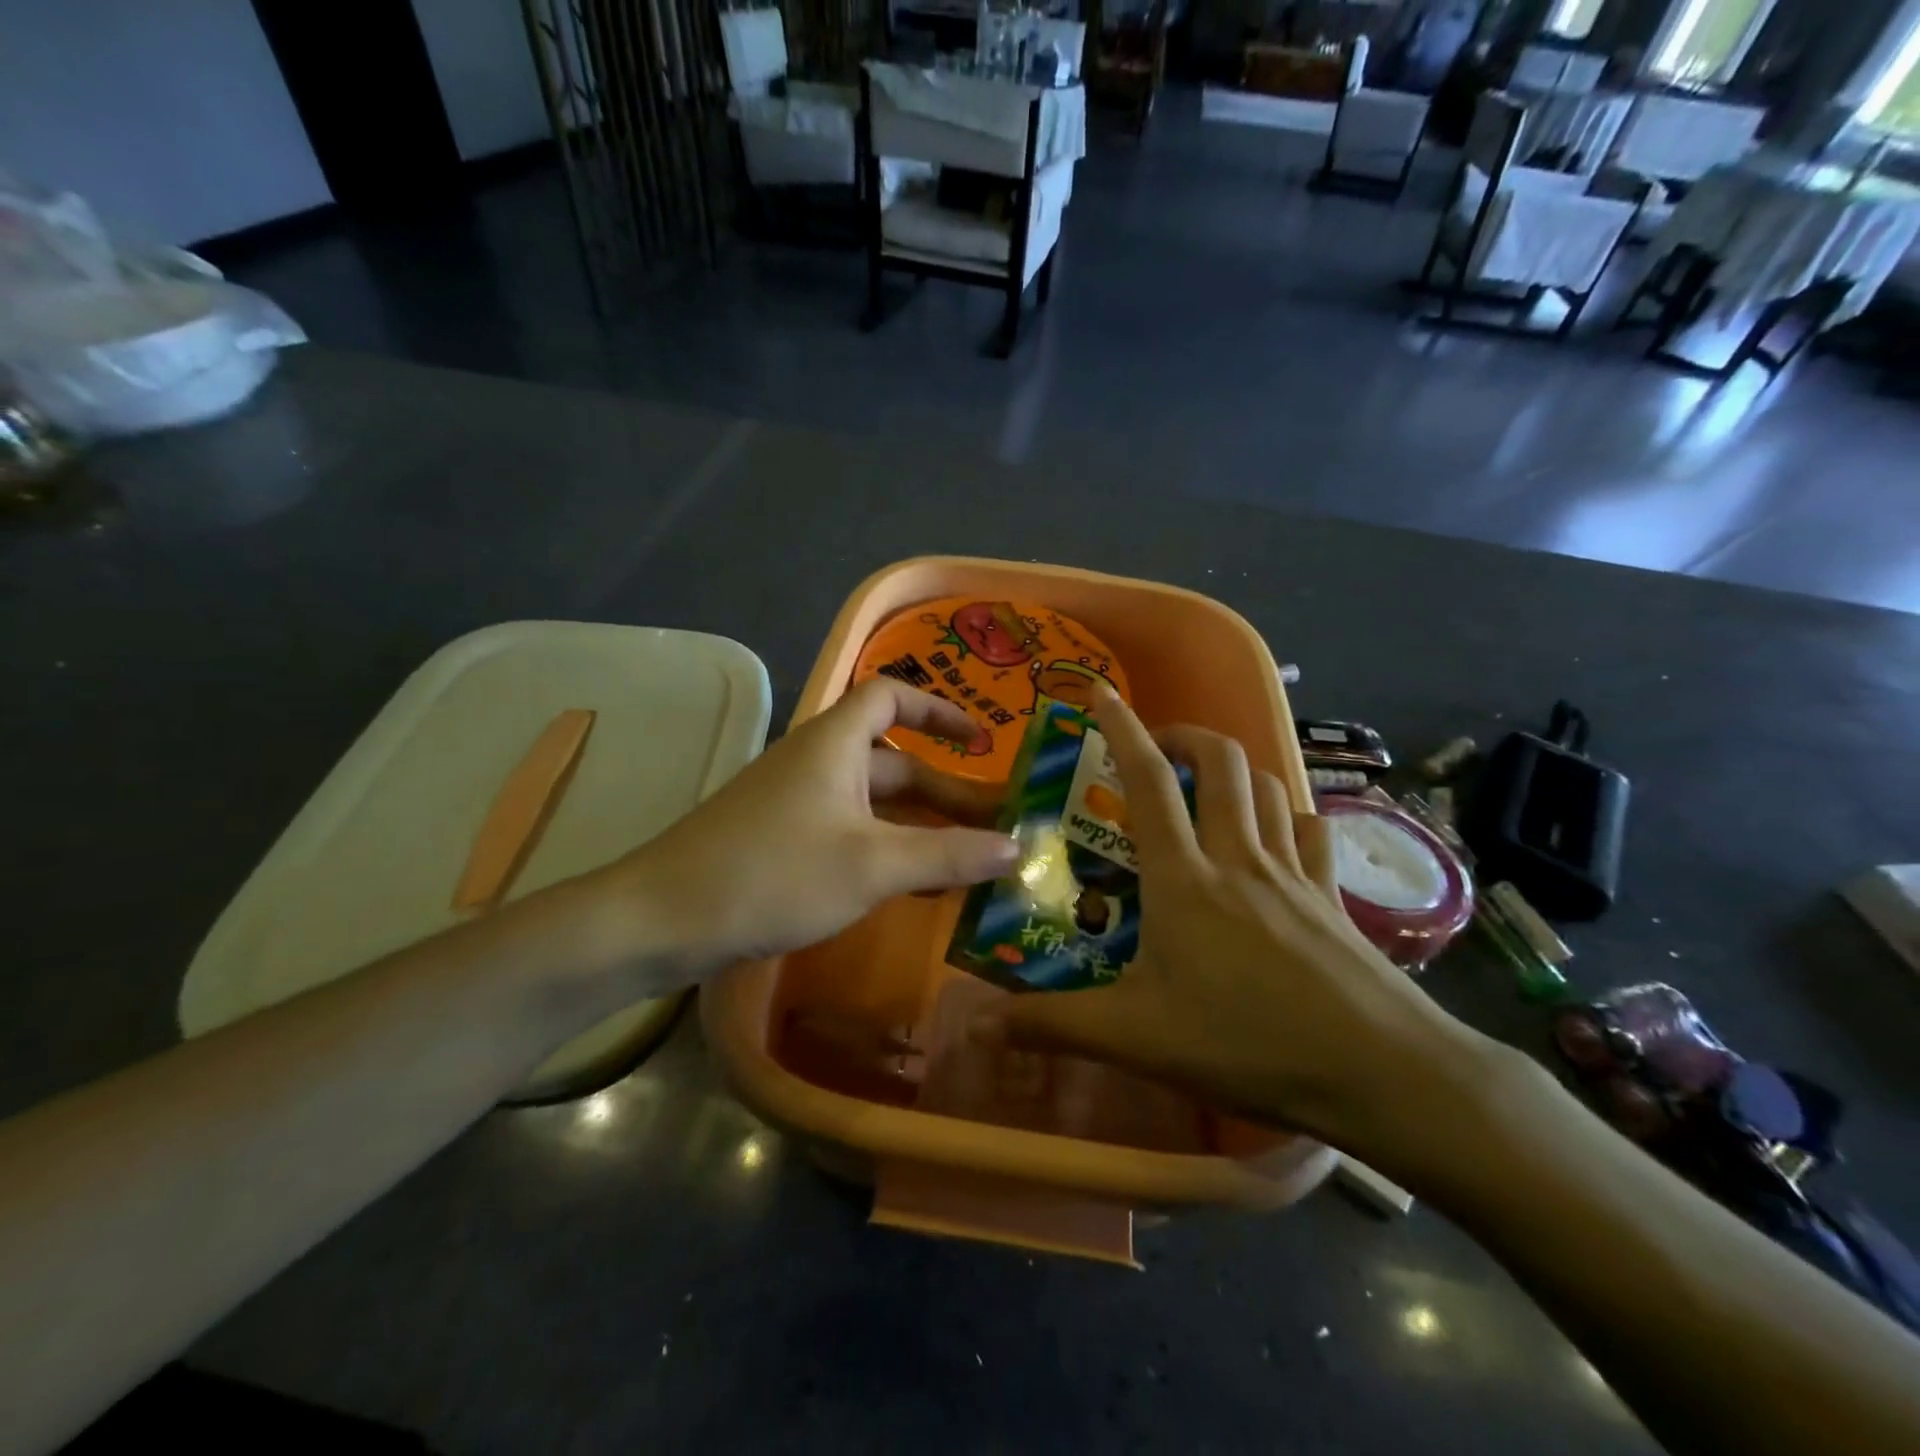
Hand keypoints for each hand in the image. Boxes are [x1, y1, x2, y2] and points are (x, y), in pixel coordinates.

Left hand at [606, 680, 1015, 985]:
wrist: (663, 918)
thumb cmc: (774, 874)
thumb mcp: (873, 865)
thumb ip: (947, 855)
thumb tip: (1017, 847)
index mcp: (835, 743)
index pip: (891, 696)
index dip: (939, 712)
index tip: (982, 743)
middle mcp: (816, 762)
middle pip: (892, 761)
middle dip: (946, 790)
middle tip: (996, 824)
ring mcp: (795, 803)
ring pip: (872, 804)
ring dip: (919, 826)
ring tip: (968, 861)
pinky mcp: (780, 840)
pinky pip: (849, 832)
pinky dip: (886, 849)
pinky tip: (912, 887)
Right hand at [973, 685, 1485, 1155]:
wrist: (1379, 1073)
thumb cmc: (1246, 1045)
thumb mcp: (1136, 1039)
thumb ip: (1054, 1026)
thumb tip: (976, 1025)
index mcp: (1183, 878)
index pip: (1148, 783)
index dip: (1123, 730)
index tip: (1102, 694)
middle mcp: (1238, 857)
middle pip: (1221, 762)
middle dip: (1186, 735)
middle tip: (1156, 749)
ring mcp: (1293, 873)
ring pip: (1268, 786)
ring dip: (1235, 769)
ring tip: (1207, 785)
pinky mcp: (1332, 897)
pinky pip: (1312, 831)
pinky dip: (1290, 816)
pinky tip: (1278, 836)